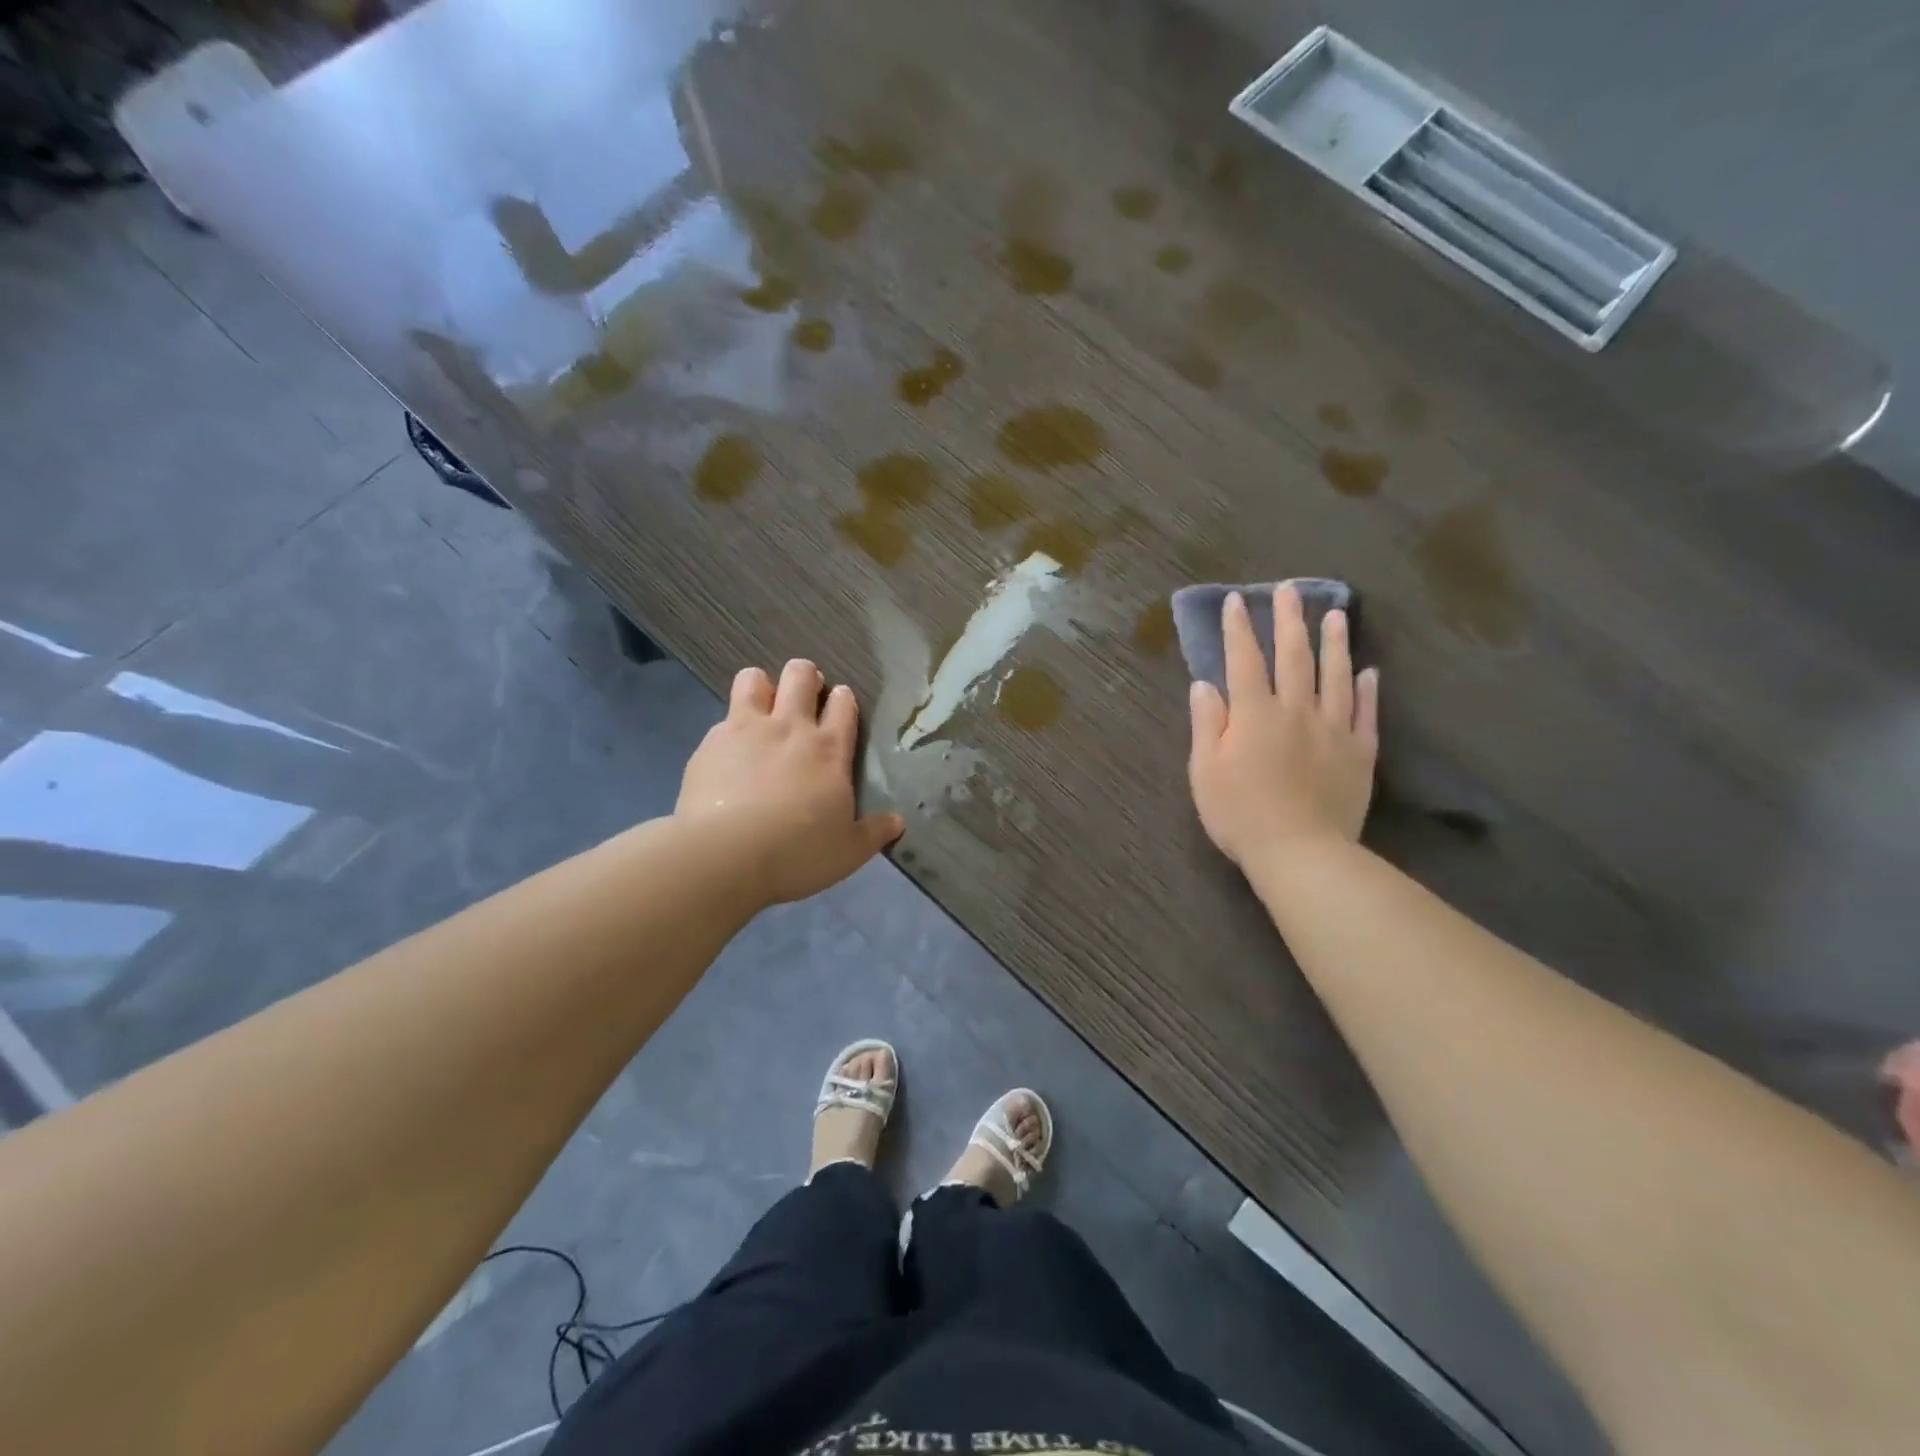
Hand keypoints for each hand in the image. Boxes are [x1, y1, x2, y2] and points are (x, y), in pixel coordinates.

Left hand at [677, 659, 903, 904]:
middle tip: (804, 698)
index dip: (843, 699)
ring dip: (762, 686)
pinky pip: (723, 718)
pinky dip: (730, 729)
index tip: (841, 704)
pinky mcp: (710, 743)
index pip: (843, 705)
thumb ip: (874, 833)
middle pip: (800, 675)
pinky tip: (728, 754)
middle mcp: (790, 728)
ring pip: (754, 679)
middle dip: (805, 677)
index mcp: (830, 750)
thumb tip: (897, 823)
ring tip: (763, 708)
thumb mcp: (848, 852)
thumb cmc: (797, 853)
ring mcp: (746, 730)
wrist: (725, 855)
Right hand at [1188, 587, 1378, 866]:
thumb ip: (1207, 723)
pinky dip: (1366, 691)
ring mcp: (1333, 730)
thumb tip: (1205, 684)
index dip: (1239, 629)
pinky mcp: (1359, 753)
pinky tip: (1368, 673)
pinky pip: (1365, 714)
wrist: (1299, 852)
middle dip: (1289, 620)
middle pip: (1294, 657)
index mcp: (1254, 714)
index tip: (1237, 601)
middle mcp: (1296, 710)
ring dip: (1334, 643)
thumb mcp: (1205, 770)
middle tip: (1290, 591)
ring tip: (1336, 614)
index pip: (1244, 660)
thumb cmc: (1239, 813)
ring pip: (1335, 676)